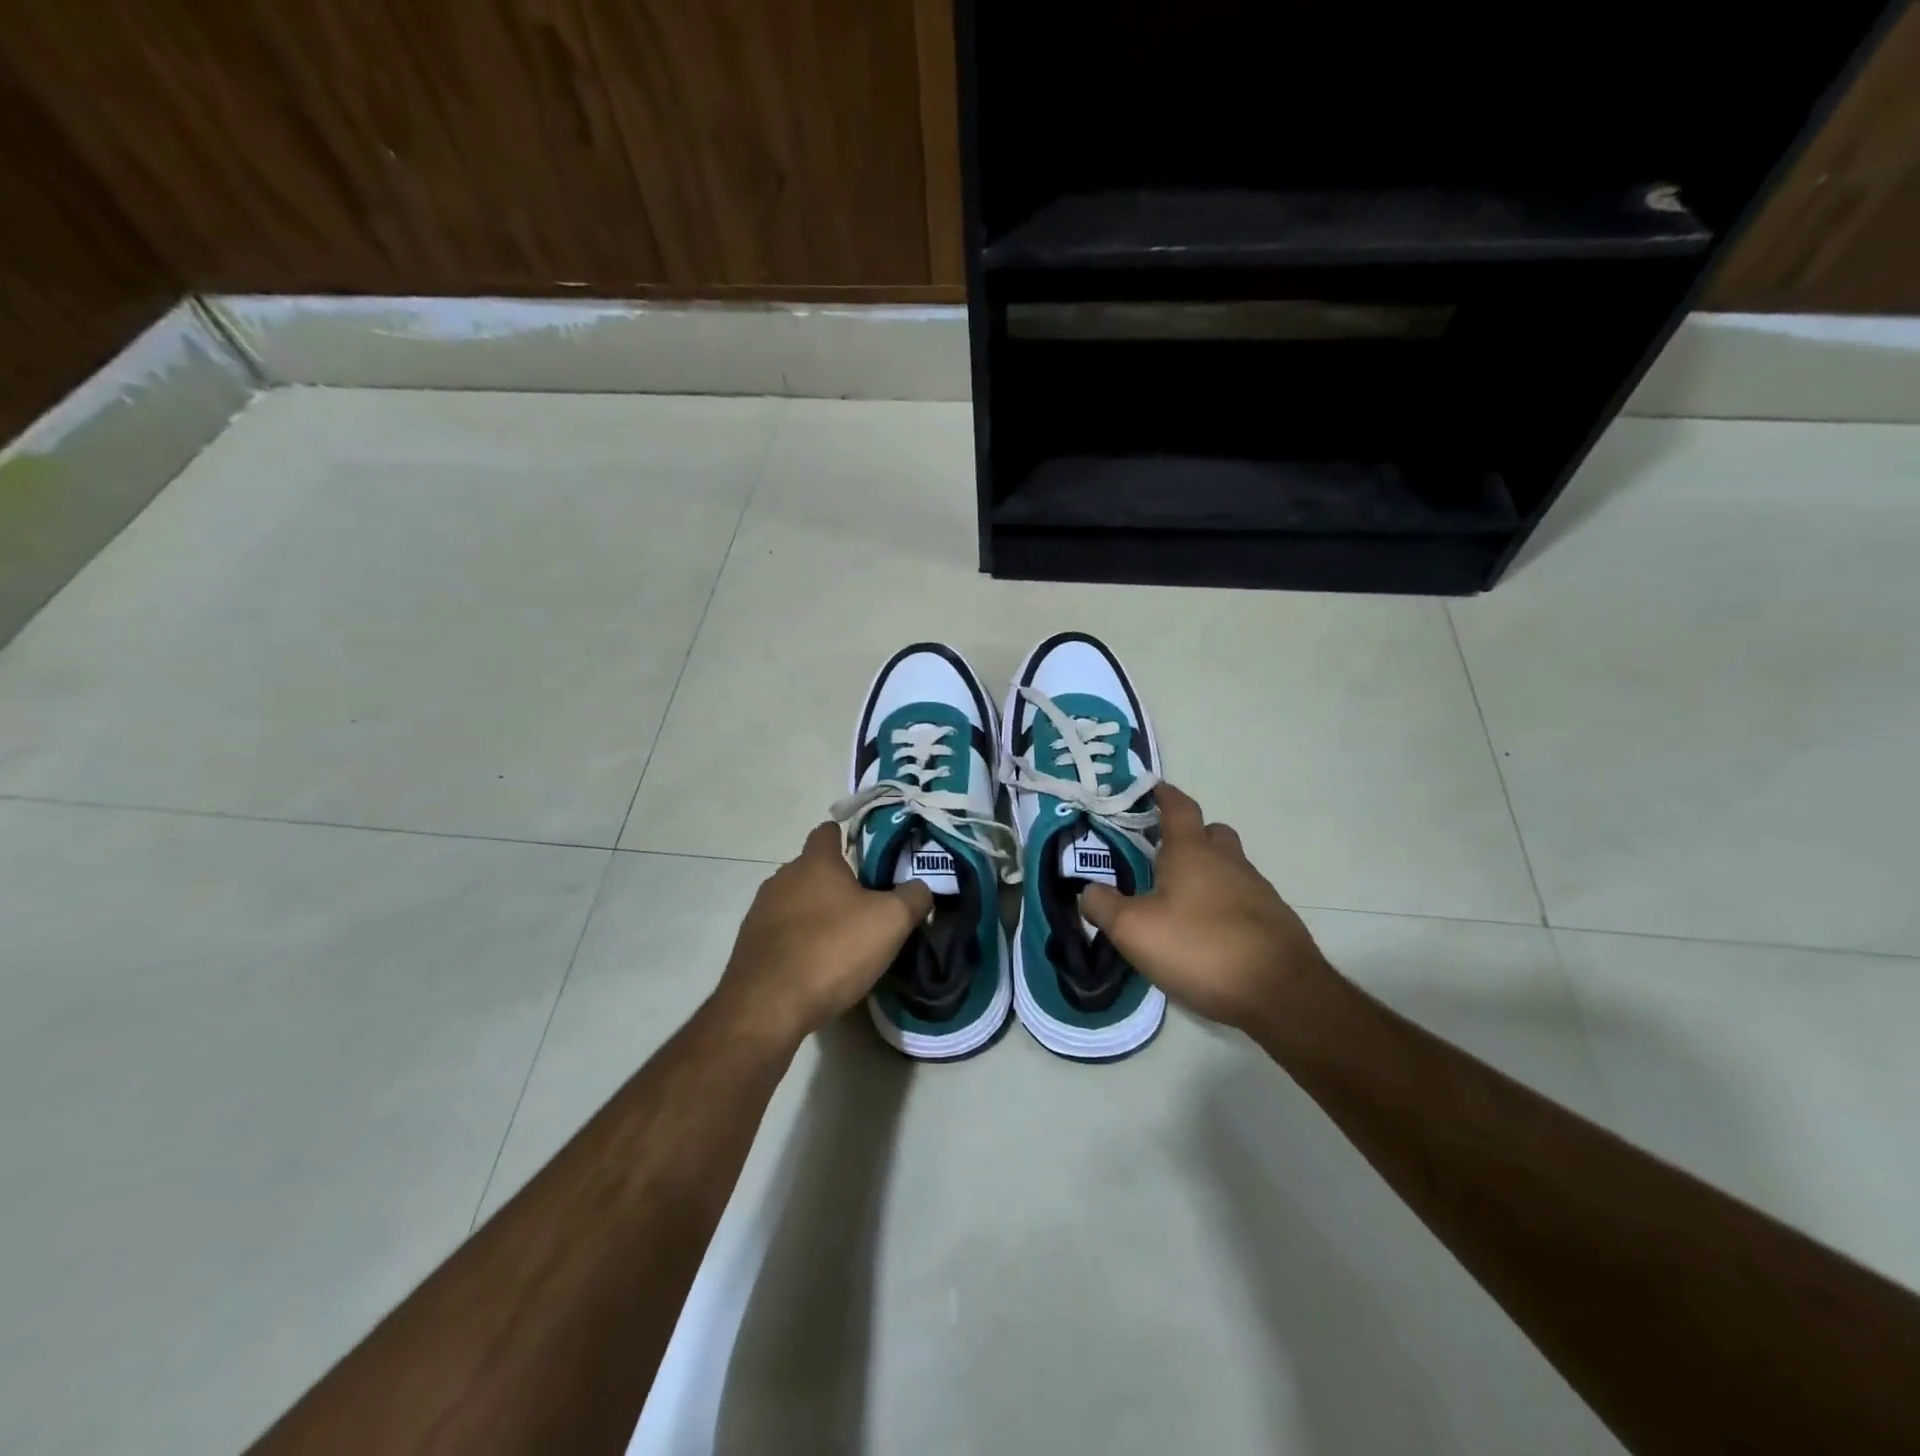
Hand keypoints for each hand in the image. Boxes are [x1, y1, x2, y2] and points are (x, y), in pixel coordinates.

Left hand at [715, 822, 932, 1044]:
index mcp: (815, 862)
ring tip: (843, 939)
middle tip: (868, 904)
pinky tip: (817, 965)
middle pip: (813, 869)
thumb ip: (913, 897)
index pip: (827, 831)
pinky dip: (799, 941)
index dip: (847, 836)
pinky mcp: (749, 946)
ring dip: (817, 913)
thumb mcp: (891, 921)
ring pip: (796, 902)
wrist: (767, 1006)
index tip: (867, 852)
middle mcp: (782, 878)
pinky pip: (782, 933)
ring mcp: (760, 912)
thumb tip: (920, 887)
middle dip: (837, 882)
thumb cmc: (833, 950)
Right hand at [1080, 783, 1331, 1035]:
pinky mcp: (1274, 922)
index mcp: (1192, 851)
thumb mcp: (1134, 930)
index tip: (1152, 789)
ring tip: (1179, 904)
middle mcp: (1229, 862)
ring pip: (1229, 867)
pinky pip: (1243, 900)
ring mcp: (1257, 891)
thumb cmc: (1200, 947)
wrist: (1281, 994)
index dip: (1164, 795)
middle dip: (1189, 836)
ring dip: (1207, 874)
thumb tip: (1088, 890)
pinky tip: (1208, 936)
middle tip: (1162, 855)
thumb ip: (1103, 906)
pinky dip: (1223, 906)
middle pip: (1212, 833)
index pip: (1179, 807)